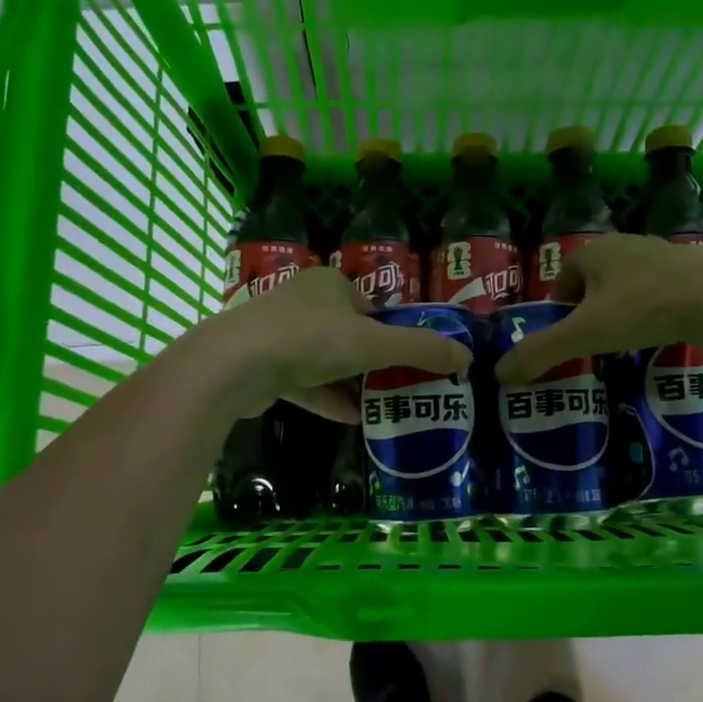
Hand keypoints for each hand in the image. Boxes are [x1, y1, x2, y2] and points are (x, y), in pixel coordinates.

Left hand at [184, 266, 472, 421]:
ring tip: (381, 404)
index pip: (368, 302)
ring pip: (323, 358)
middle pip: (346, 331)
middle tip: (399, 382)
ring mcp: (276, 334)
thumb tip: (467, 357)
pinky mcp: (261, 366)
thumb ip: (421, 349)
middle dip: (371, 358)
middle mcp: (301, 301)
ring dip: (350, 381)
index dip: (390, 327)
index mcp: (328, 283)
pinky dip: (326, 398)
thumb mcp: (374, 343)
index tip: (408, 355)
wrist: (235, 365)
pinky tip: (351, 419)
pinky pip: (302, 382)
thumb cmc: (310, 339)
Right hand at [494, 233, 702, 383]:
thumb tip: (499, 374)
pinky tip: (662, 334)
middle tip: (593, 342)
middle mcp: (626, 244)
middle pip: (596, 278)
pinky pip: (661, 291)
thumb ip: (540, 353)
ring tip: (626, 341)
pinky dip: (654, 311)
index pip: (565, 273)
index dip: (559, 303)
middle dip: (590, 308)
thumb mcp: (584, 334)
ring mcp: (664, 255)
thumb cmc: (644, 308)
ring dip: (622, 309)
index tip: (565, 334)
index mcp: (595, 250)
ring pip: (630, 284)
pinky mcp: (695, 271)